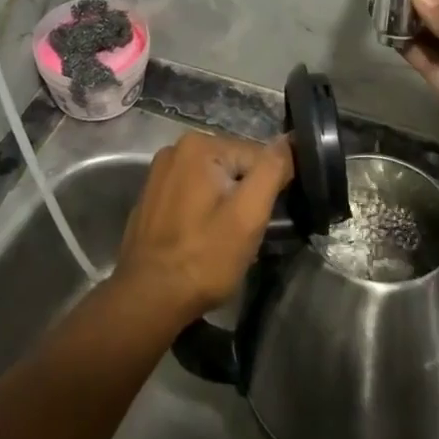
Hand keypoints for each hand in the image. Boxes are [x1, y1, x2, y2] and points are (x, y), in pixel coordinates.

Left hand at [115, 133, 292, 319]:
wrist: (148, 298)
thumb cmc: (204, 257)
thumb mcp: (249, 215)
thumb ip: (272, 171)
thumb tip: (289, 139)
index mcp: (199, 144)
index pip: (257, 157)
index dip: (268, 190)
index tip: (262, 222)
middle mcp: (176, 147)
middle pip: (234, 166)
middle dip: (245, 196)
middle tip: (243, 234)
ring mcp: (160, 171)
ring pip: (214, 181)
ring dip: (225, 204)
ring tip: (223, 239)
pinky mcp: (152, 195)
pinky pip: (192, 193)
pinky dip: (203, 210)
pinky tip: (201, 238)